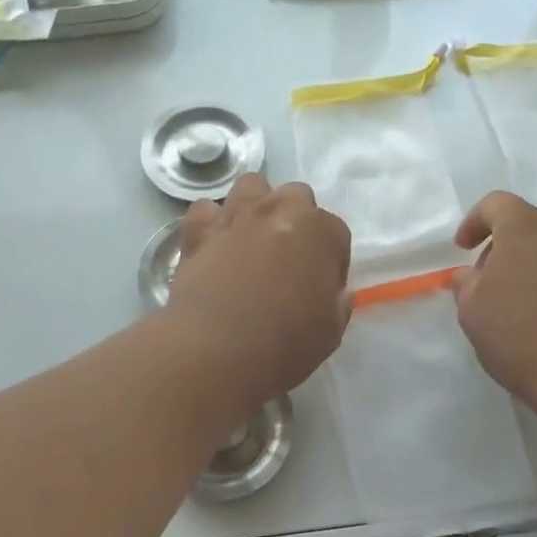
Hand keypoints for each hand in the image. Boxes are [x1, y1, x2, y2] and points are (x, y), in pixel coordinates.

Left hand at [165, 175, 351, 413]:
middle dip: (298, 221)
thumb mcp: (331, 332)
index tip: (323, 288)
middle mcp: (279, 210)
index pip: (336, 233)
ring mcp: (236, 216)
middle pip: (297, 197)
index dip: (332, 262)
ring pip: (252, 186)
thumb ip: (337, 303)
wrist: (215, 350)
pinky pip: (206, 210)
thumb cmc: (284, 343)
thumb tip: (336, 293)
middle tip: (290, 260)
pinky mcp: (198, 231)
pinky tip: (215, 245)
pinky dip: (211, 222)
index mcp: (319, 231)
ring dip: (257, 206)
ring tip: (254, 240)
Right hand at [452, 191, 536, 414]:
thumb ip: (466, 284)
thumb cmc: (519, 331)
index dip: (473, 222)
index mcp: (526, 226)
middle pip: (524, 224)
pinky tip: (535, 313)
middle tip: (484, 280)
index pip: (495, 204)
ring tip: (509, 301)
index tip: (462, 250)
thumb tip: (472, 275)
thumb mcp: (472, 310)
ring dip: (525, 264)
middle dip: (500, 245)